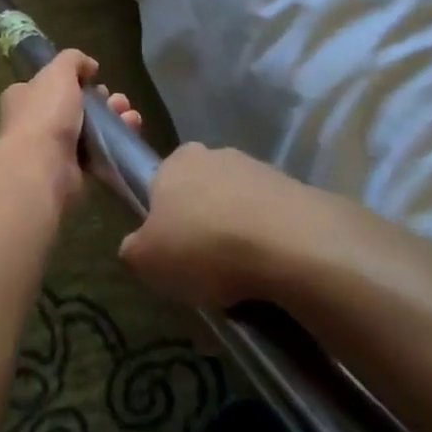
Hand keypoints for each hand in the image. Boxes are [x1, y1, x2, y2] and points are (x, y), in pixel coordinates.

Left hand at [0, 48, 142, 206]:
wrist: (44, 167)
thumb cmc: (46, 113)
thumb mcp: (58, 73)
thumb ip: (73, 60)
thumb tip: (89, 65)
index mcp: (23, 97)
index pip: (49, 84)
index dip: (74, 79)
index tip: (95, 78)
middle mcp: (33, 121)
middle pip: (73, 106)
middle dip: (100, 101)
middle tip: (118, 100)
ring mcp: (51, 148)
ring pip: (88, 129)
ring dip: (112, 119)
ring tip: (130, 116)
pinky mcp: (70, 170)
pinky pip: (95, 152)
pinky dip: (113, 143)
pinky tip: (130, 132)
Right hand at [117, 143, 293, 307]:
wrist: (290, 247)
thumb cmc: (203, 246)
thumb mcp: (146, 261)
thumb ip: (133, 249)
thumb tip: (136, 247)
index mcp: (174, 161)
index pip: (160, 184)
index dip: (164, 218)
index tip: (171, 250)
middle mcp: (215, 154)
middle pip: (201, 191)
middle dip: (202, 222)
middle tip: (204, 265)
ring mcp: (260, 169)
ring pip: (239, 204)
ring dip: (238, 232)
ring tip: (243, 277)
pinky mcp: (298, 190)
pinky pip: (274, 220)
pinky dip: (270, 242)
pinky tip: (272, 272)